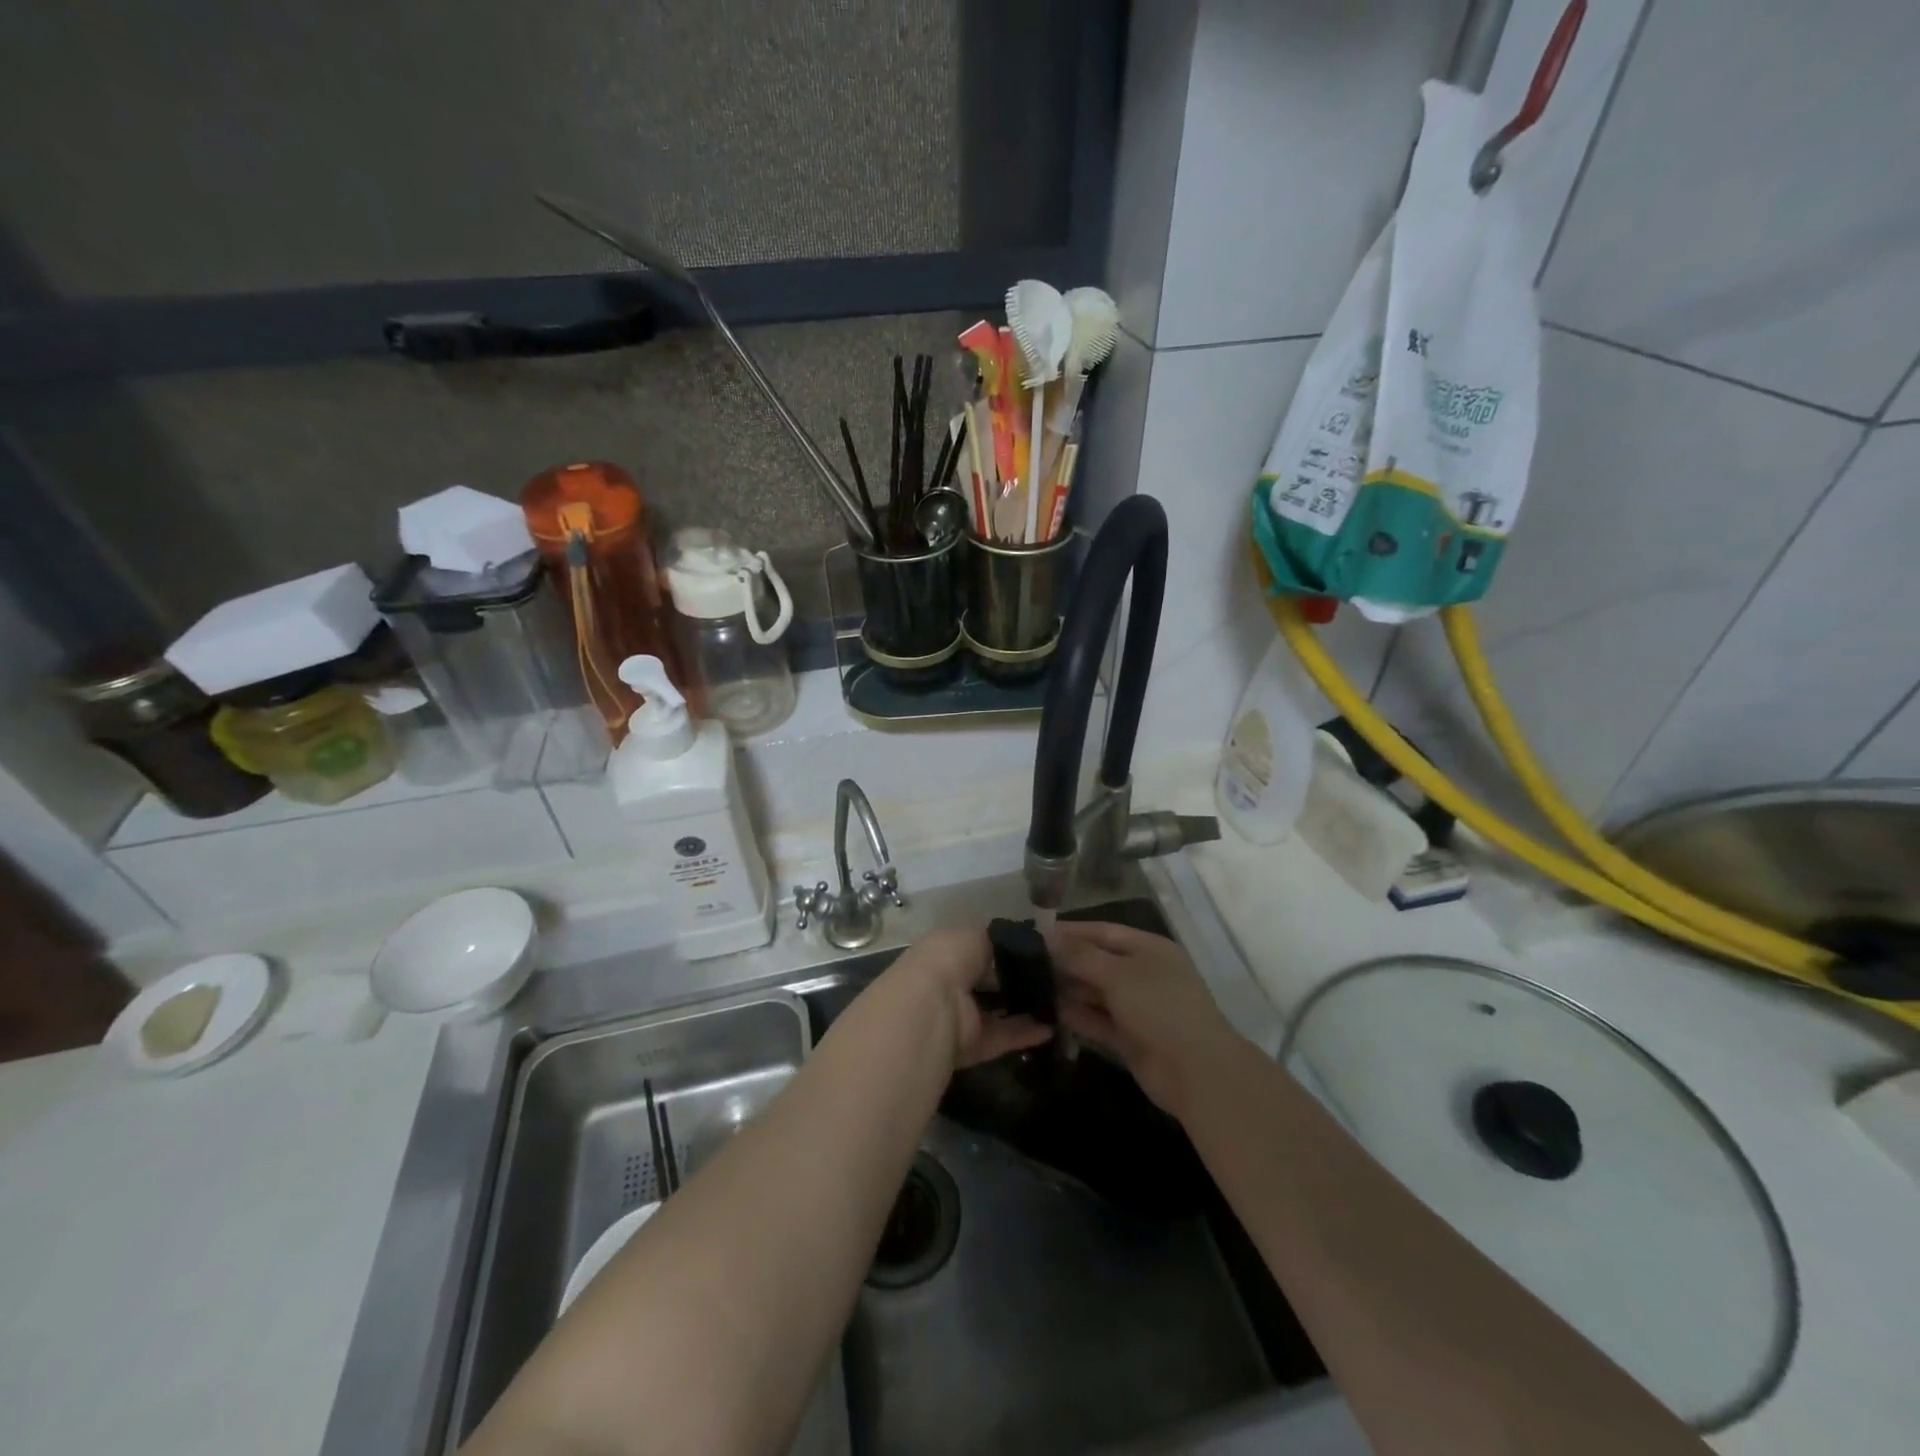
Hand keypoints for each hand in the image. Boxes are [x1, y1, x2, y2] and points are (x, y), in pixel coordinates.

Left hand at [886, 927, 1053, 1068]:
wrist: (930, 1009)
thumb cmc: (949, 959)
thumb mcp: (975, 934)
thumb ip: (998, 938)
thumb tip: (1021, 940)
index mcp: (946, 951)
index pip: (980, 948)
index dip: (1008, 949)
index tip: (1040, 950)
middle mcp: (951, 982)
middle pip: (992, 980)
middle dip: (1020, 979)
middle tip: (1055, 977)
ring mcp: (960, 1016)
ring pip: (998, 1010)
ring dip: (1026, 1007)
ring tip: (1059, 1002)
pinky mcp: (971, 1045)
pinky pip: (1002, 1036)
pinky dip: (1025, 1033)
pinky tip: (1051, 1028)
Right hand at [1046, 920, 1241, 1115]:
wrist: (1196, 1073)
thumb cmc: (1159, 1008)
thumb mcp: (1118, 974)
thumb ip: (1080, 955)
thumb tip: (1047, 934)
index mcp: (1148, 949)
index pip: (1103, 932)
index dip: (1070, 931)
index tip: (1034, 933)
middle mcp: (1143, 974)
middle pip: (1098, 962)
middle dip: (1065, 962)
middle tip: (1025, 963)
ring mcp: (1138, 1007)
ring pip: (1096, 993)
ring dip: (1068, 990)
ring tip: (1030, 986)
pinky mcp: (1130, 1037)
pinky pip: (1098, 1021)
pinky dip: (1077, 1017)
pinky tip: (1048, 1013)